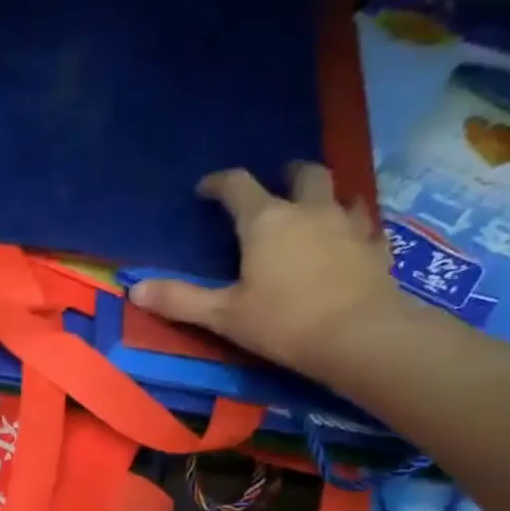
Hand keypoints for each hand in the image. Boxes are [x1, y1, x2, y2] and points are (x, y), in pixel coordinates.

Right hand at [129, 163, 404, 382]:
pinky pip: (366, 227)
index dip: (219, 183)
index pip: (238, 186)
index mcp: (266, 221)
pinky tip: (350, 241)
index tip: (206, 190)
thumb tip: (134, 289)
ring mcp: (348, 226)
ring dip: (325, 196)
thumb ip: (179, 300)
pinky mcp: (375, 249)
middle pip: (303, 174)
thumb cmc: (282, 322)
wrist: (358, 336)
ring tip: (314, 210)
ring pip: (341, 194)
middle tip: (276, 183)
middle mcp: (309, 212)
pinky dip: (354, 228)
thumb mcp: (222, 315)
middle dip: (287, 174)